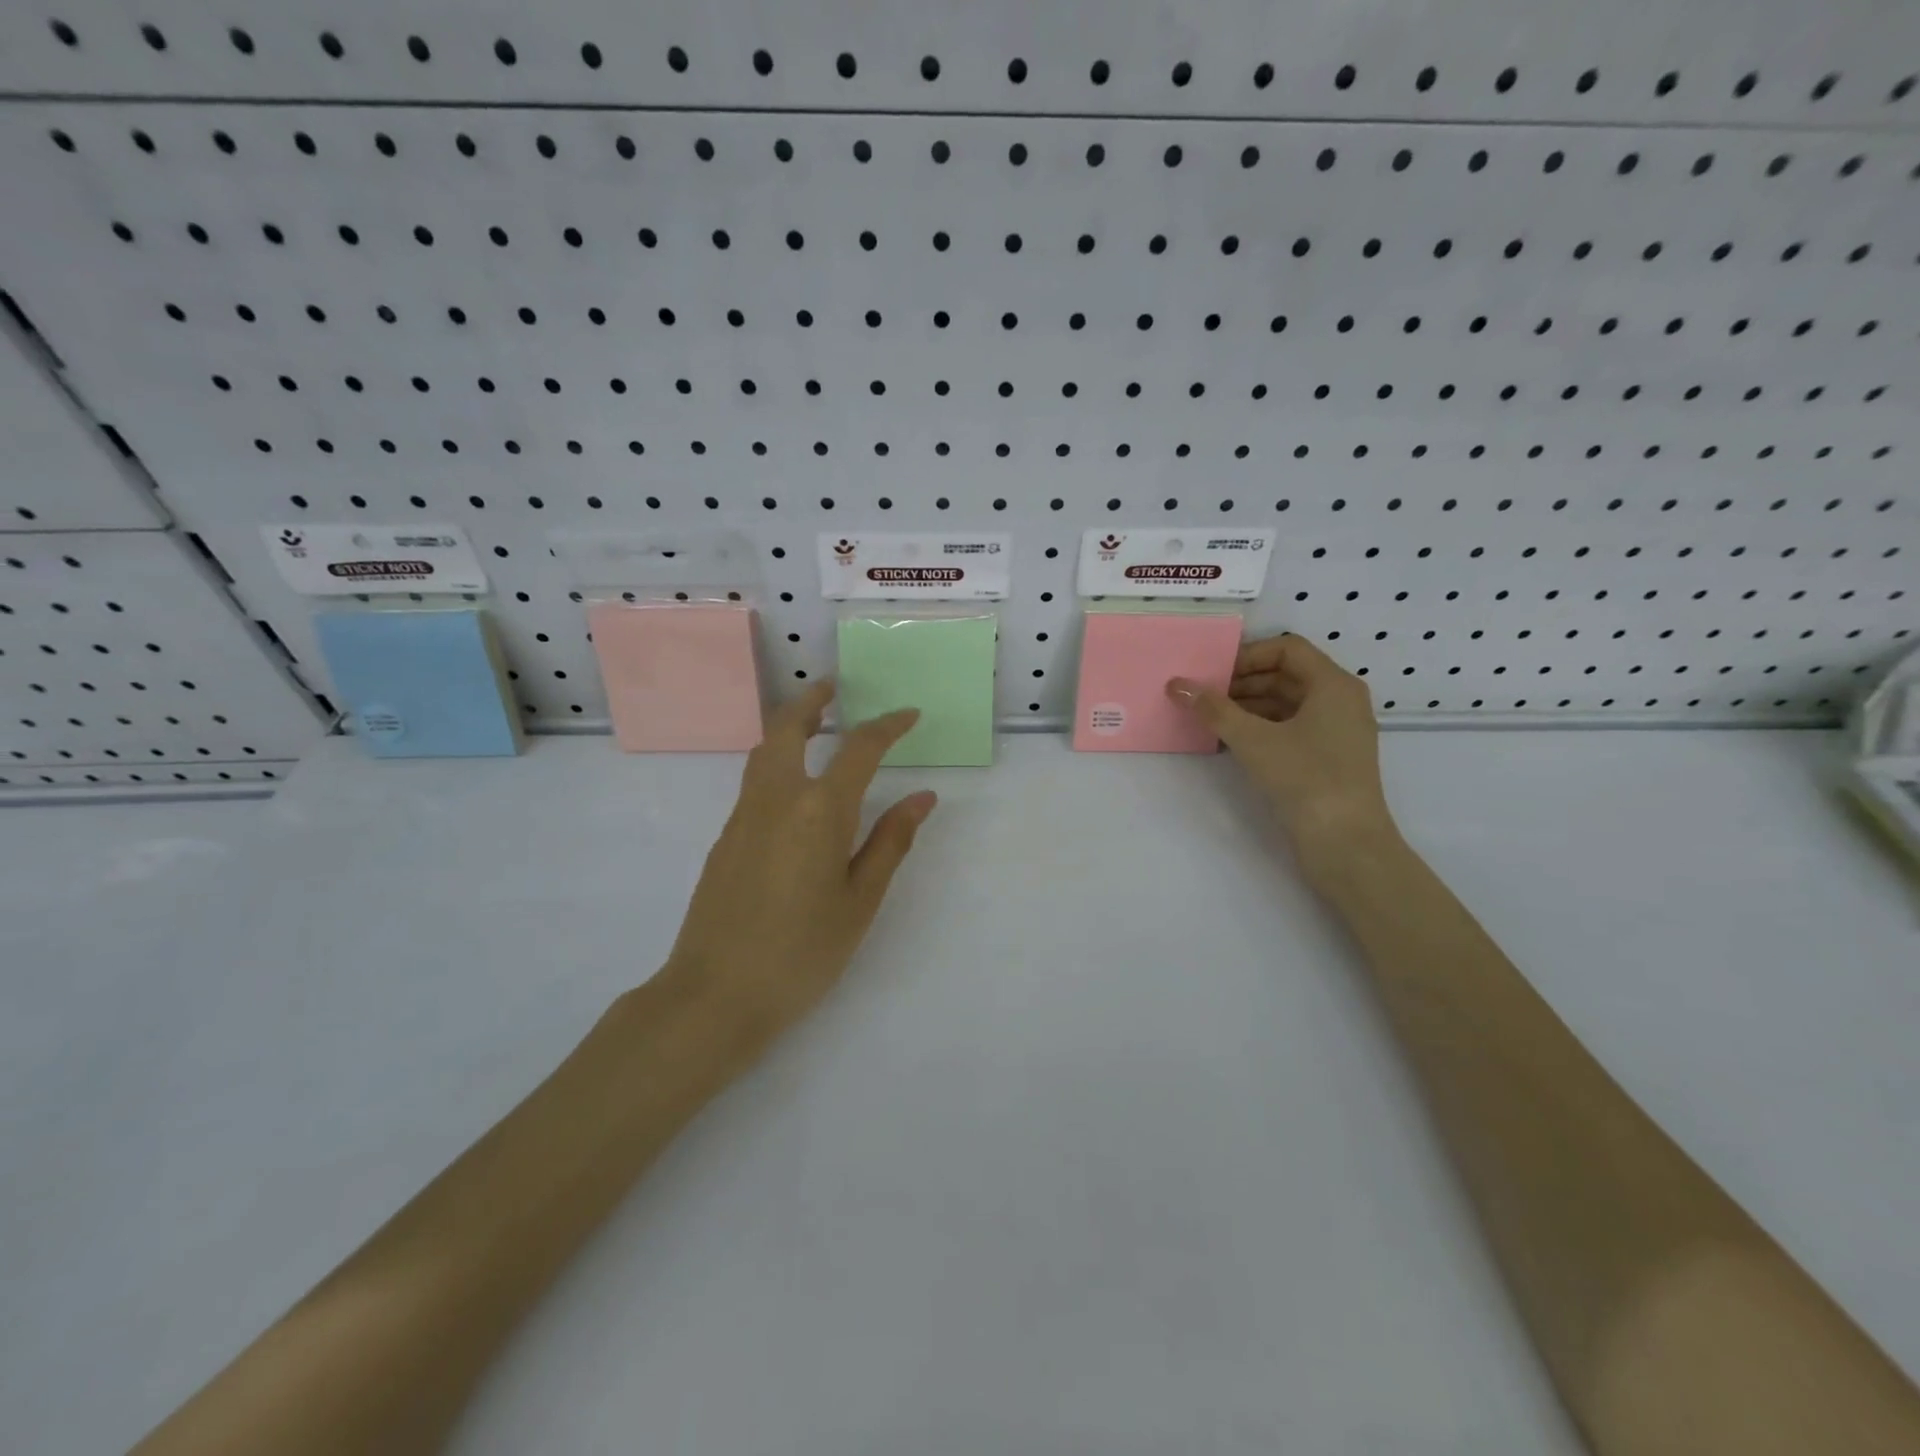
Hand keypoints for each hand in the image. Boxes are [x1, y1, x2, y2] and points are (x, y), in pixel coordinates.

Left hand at [660, 682, 935, 1056]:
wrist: (715, 995)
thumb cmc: (801, 952)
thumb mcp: (860, 900)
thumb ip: (890, 841)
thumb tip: (922, 798)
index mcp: (818, 811)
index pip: (858, 749)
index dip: (887, 727)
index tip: (908, 715)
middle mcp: (775, 799)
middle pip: (787, 729)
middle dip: (812, 702)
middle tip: (832, 688)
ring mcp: (742, 817)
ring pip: (763, 752)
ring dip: (788, 727)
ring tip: (814, 726)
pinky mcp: (725, 838)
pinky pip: (753, 782)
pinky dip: (776, 761)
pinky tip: (793, 790)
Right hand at [1168, 633, 1395, 861]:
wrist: (1346, 844)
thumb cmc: (1305, 779)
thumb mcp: (1253, 740)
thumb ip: (1213, 709)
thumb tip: (1176, 683)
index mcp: (1334, 684)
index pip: (1287, 648)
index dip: (1247, 655)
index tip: (1212, 673)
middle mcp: (1341, 700)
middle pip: (1286, 674)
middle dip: (1242, 682)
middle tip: (1203, 696)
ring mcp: (1337, 731)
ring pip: (1287, 703)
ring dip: (1248, 706)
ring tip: (1210, 718)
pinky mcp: (1329, 758)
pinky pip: (1291, 727)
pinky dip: (1261, 727)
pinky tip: (1230, 741)